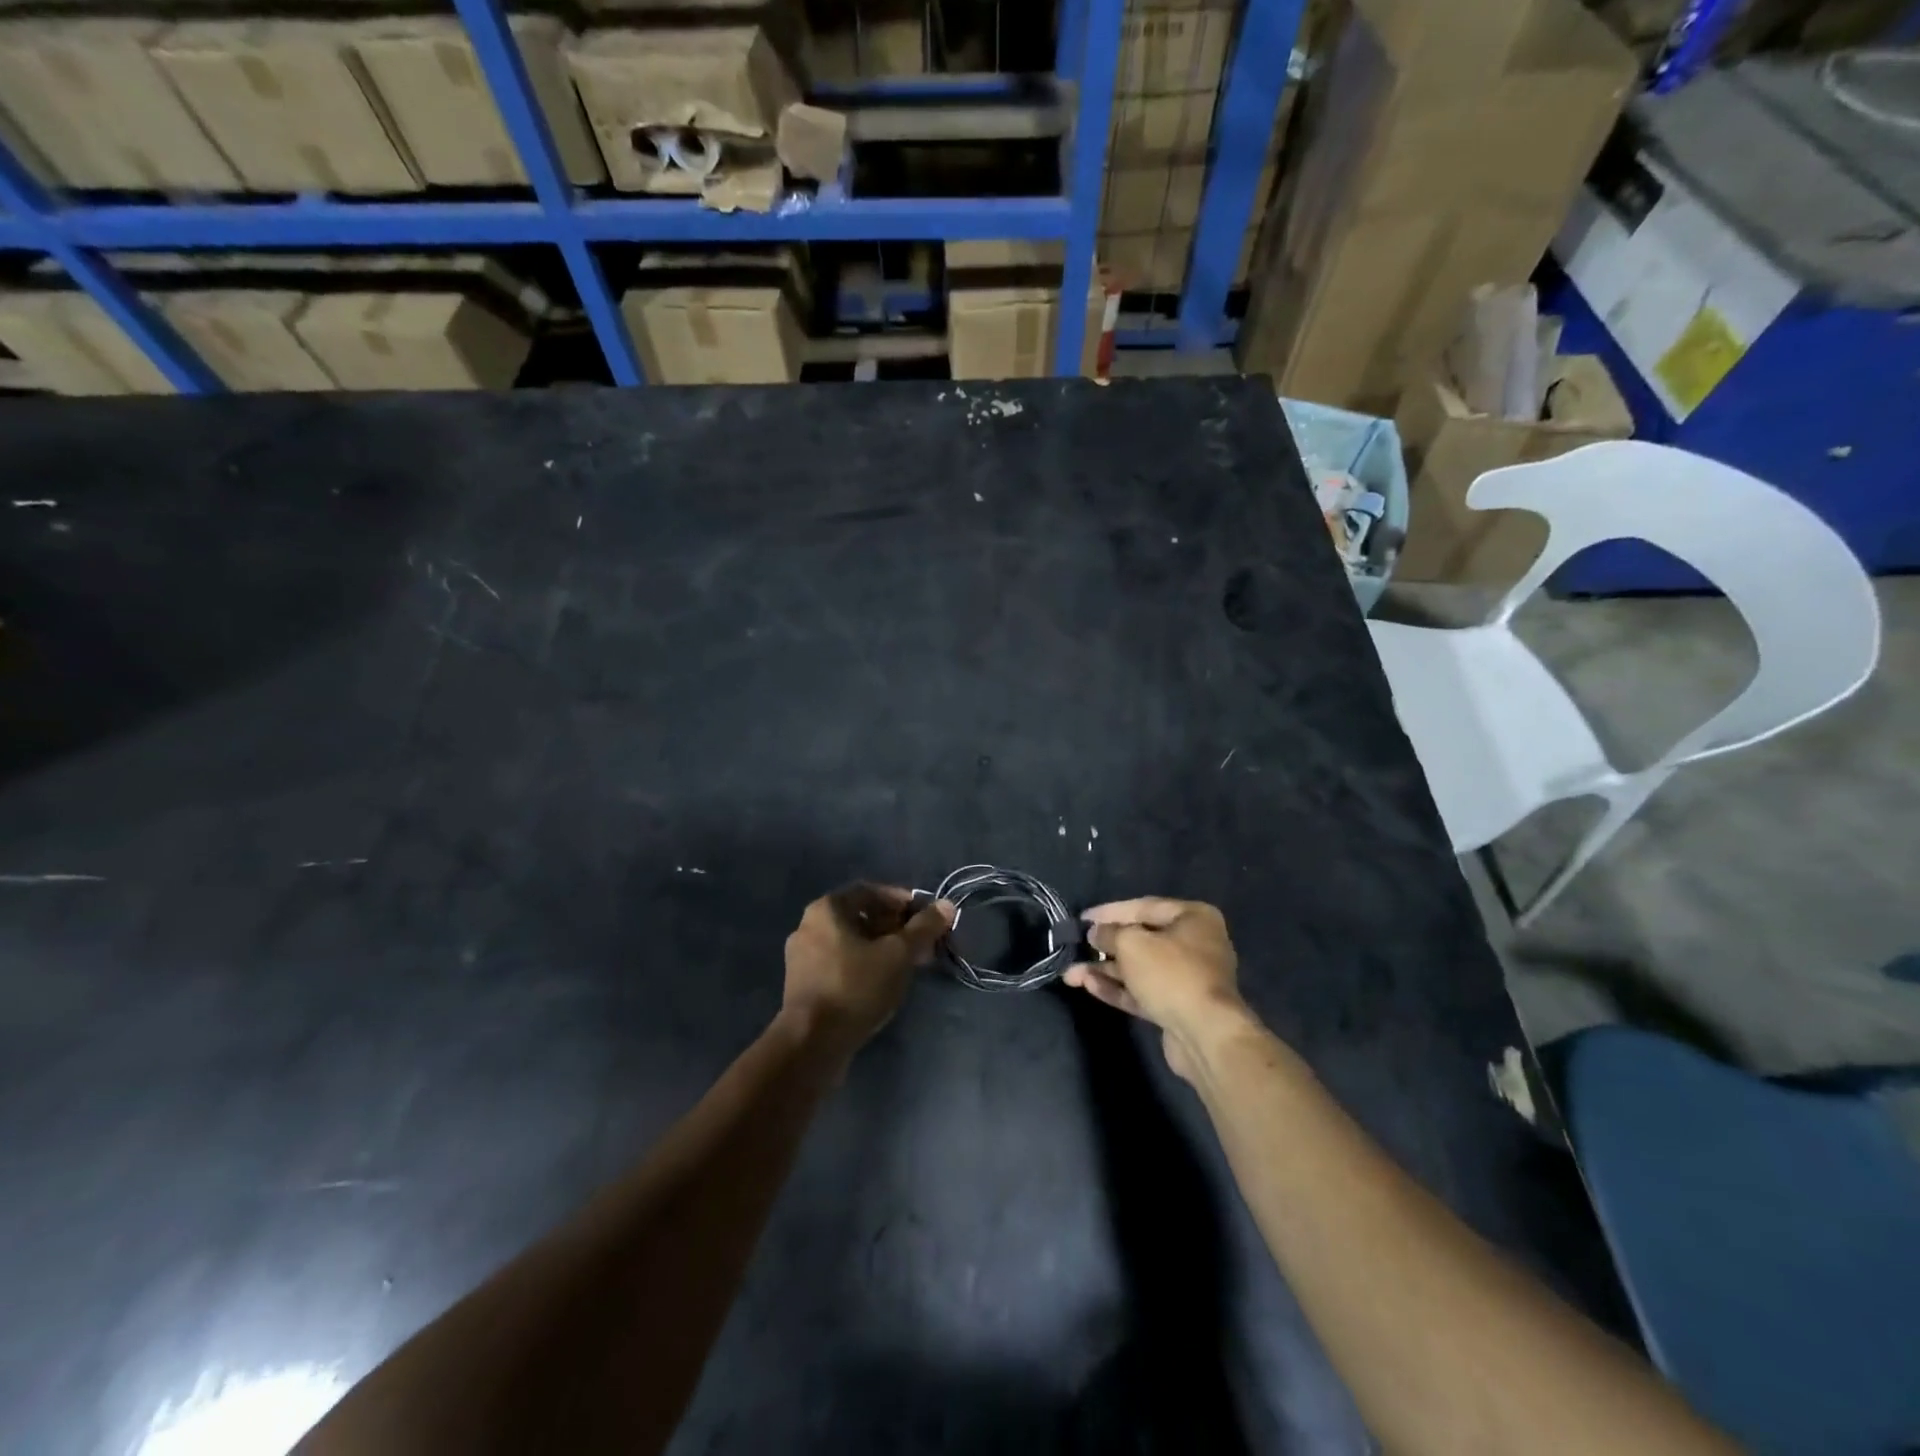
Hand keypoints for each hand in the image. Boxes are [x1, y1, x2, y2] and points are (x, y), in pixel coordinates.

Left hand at [782, 884, 953, 1062]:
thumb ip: (923, 928)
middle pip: (861, 917)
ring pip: (852, 943)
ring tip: (910, 965)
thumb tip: (947, 905)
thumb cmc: (856, 987)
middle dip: (896, 927)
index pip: (870, 891)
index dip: (901, 901)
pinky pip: (840, 964)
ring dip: (883, 948)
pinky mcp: (804, 985)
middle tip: (923, 943)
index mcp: (827, 909)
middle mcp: (809, 926)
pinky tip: (885, 983)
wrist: (812, 1044)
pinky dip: (865, 966)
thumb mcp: (898, 954)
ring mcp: (803, 958)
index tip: (925, 917)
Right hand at [1064, 897, 1251, 1081]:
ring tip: (1071, 974)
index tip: (1082, 918)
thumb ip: (1109, 933)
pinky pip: (1143, 991)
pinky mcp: (1178, 1006)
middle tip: (1075, 948)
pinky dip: (1118, 989)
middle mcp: (1194, 943)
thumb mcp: (1132, 943)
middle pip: (1141, 939)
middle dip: (1104, 946)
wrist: (1205, 1035)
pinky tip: (1089, 986)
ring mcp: (1187, 978)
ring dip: (1105, 970)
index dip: (1109, 912)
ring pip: (1138, 968)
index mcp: (1193, 918)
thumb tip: (1095, 933)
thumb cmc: (1171, 974)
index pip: (1144, 907)